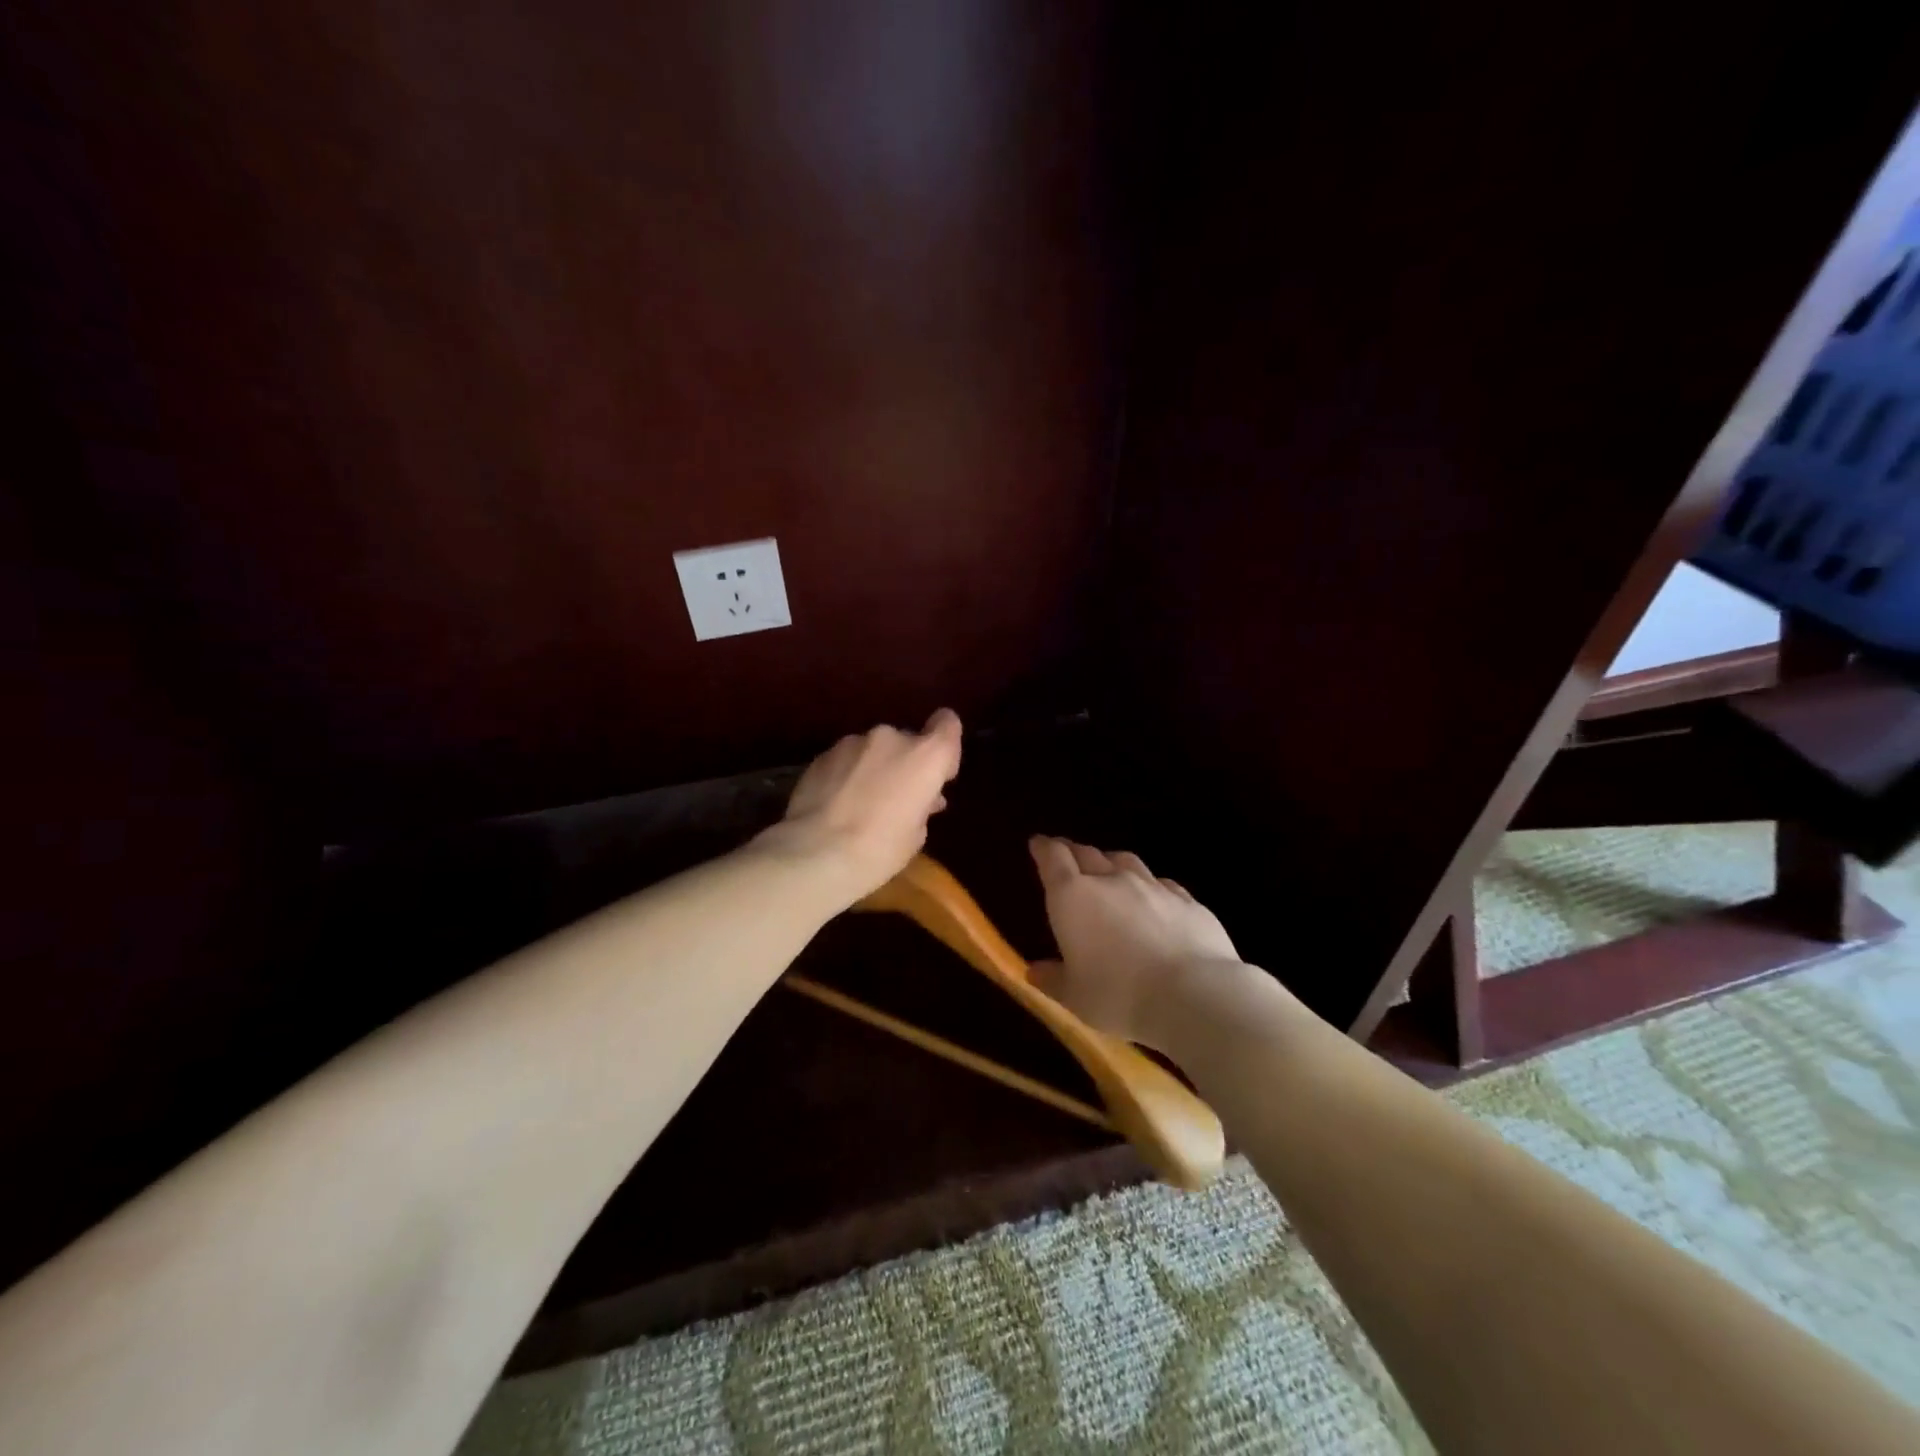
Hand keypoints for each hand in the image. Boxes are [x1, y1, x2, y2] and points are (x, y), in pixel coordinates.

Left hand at [761, 708, 963, 902]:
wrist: (816, 853)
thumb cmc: (880, 849)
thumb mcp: (916, 834)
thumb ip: (923, 805)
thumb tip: (922, 798)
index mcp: (926, 755)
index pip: (947, 725)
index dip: (946, 747)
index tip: (939, 775)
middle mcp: (892, 737)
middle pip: (908, 741)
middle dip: (906, 764)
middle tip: (897, 798)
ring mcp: (854, 742)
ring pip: (874, 750)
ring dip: (875, 768)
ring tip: (862, 802)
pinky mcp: (823, 753)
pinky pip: (847, 759)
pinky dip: (848, 774)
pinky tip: (838, 803)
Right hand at [1027, 836, 1242, 1050]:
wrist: (1194, 995)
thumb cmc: (1120, 996)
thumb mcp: (1075, 997)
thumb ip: (1053, 979)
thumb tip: (1034, 970)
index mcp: (1073, 897)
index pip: (1053, 858)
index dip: (1044, 848)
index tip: (1038, 843)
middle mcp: (1110, 880)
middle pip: (1087, 853)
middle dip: (1072, 852)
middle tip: (1066, 854)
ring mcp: (1151, 885)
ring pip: (1124, 861)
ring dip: (1110, 862)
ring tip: (1107, 869)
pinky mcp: (1186, 899)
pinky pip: (1160, 882)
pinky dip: (1148, 884)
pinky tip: (1152, 896)